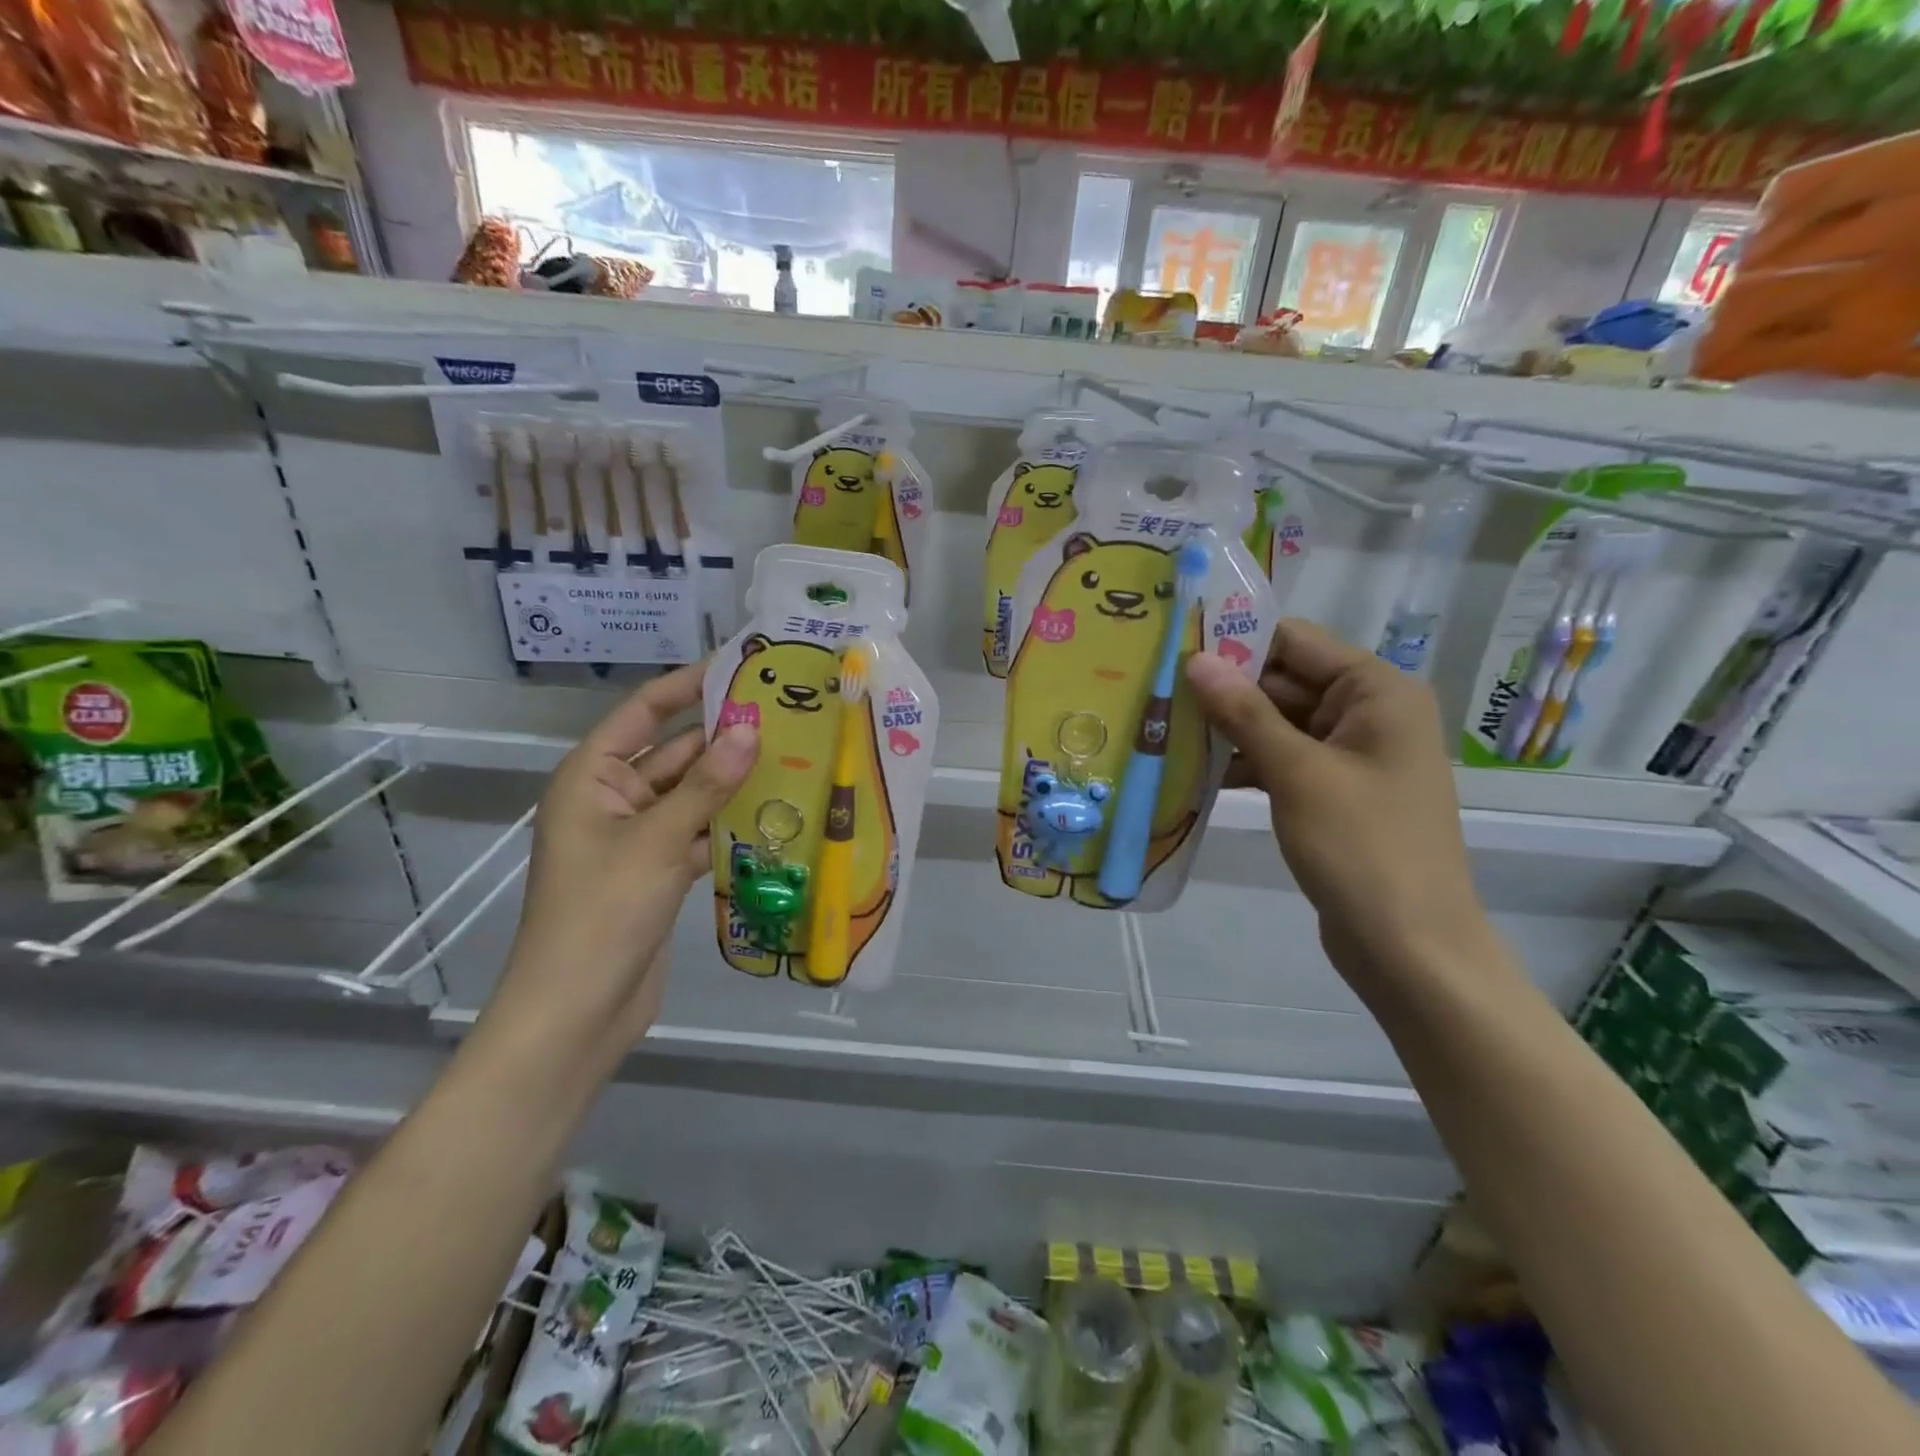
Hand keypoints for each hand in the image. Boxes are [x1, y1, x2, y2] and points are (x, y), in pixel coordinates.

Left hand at [481, 665, 758, 1063]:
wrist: (578, 1011)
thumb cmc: (603, 912)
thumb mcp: (658, 840)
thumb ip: (707, 784)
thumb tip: (749, 728)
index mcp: (592, 777)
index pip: (644, 712)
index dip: (687, 685)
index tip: (738, 665)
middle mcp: (613, 799)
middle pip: (675, 753)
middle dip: (724, 737)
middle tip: (786, 714)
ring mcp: (638, 837)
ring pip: (693, 795)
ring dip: (734, 782)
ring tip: (794, 755)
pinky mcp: (659, 870)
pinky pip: (700, 832)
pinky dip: (731, 824)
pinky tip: (778, 813)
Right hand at [1185, 620, 1494, 980]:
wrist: (1410, 948)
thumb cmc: (1361, 847)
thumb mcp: (1297, 773)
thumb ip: (1245, 713)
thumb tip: (1197, 660)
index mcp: (1377, 691)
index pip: (1296, 642)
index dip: (1236, 640)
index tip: (1175, 644)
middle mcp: (1369, 713)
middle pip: (1285, 682)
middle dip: (1224, 690)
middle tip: (1156, 690)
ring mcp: (1352, 756)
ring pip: (1278, 724)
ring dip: (1228, 729)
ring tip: (1162, 729)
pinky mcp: (1334, 792)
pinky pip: (1283, 760)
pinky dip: (1245, 764)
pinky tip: (1194, 771)